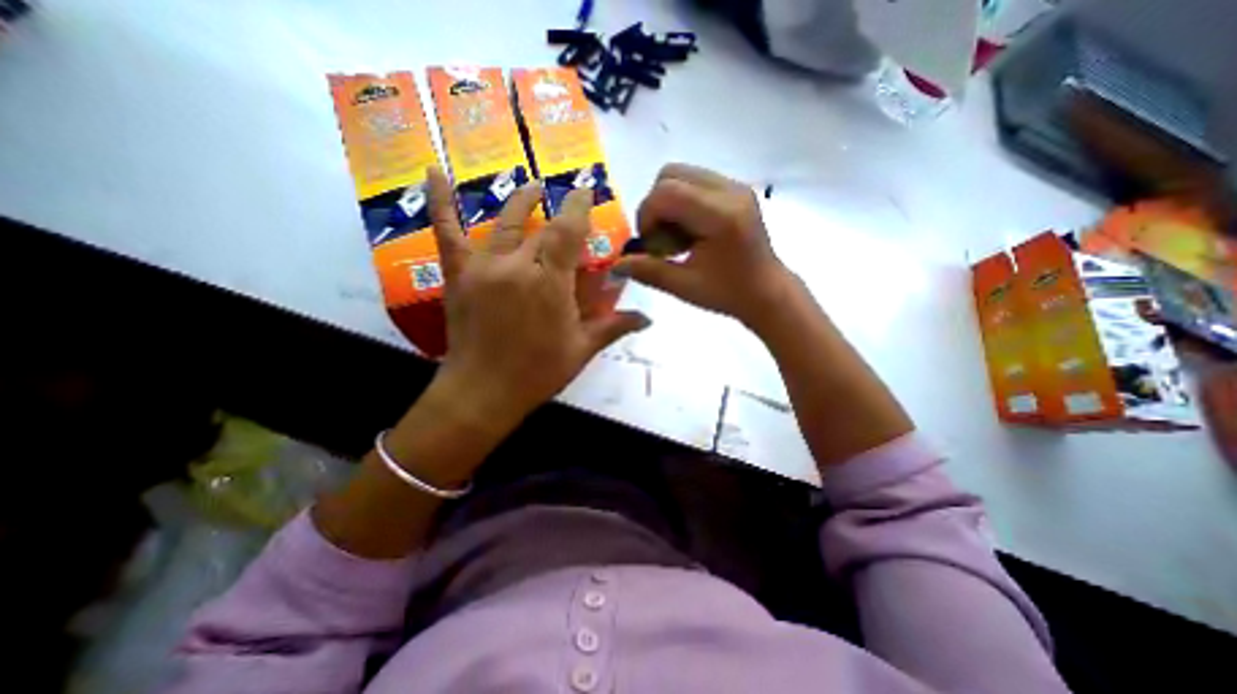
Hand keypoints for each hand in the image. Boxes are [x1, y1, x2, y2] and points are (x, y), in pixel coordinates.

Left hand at [426, 164, 650, 430]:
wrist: (482, 393)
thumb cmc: (537, 372)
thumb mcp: (581, 349)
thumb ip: (615, 326)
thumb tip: (648, 318)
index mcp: (550, 283)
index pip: (567, 231)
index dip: (578, 206)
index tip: (586, 190)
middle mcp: (517, 265)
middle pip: (541, 231)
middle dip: (558, 219)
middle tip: (568, 209)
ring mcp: (483, 266)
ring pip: (505, 223)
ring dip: (521, 200)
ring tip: (532, 185)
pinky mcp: (459, 274)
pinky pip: (447, 231)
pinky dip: (440, 200)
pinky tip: (433, 170)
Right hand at [617, 163, 792, 326]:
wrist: (766, 292)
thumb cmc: (728, 294)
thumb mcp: (684, 287)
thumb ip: (648, 271)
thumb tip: (615, 264)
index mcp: (721, 215)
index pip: (666, 192)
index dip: (647, 216)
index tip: (651, 245)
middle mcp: (730, 190)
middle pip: (671, 174)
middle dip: (655, 206)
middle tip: (661, 238)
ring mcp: (735, 186)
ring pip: (681, 174)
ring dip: (668, 203)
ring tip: (676, 236)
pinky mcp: (736, 189)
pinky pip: (695, 181)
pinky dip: (682, 202)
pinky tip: (689, 230)